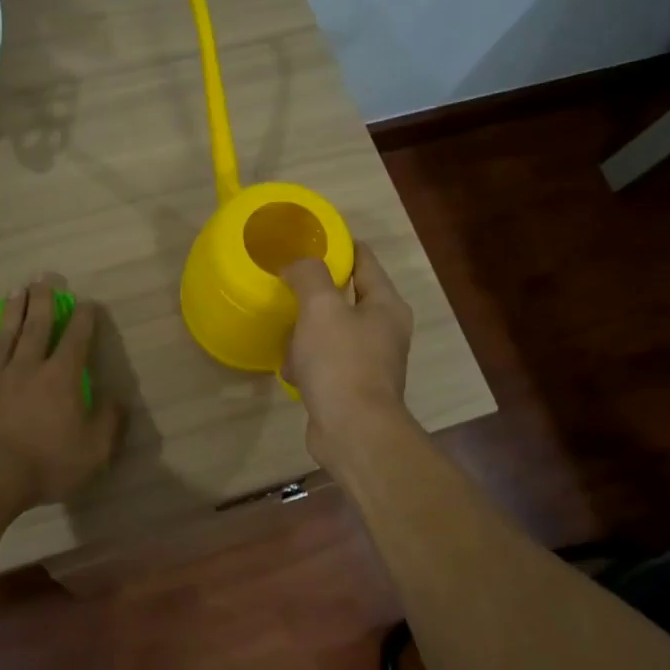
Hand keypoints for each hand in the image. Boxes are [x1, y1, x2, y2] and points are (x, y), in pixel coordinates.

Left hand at [0, 280, 121, 510]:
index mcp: (62, 377)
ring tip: (16, 290)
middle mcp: (29, 367)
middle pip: (37, 326)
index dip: (84, 319)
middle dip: (42, 300)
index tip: (87, 302)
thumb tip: (117, 398)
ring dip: (13, 311)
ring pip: (7, 336)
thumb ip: (109, 421)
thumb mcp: (94, 450)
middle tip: (43, 277)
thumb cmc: (46, 463)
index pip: (76, 338)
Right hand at [281, 245, 414, 470]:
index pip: (365, 260)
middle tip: (286, 281)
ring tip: (283, 326)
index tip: (310, 237)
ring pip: (332, 332)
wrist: (353, 432)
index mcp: (386, 305)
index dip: (340, 244)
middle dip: (316, 291)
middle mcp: (384, 331)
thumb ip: (309, 275)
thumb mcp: (321, 308)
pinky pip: (325, 364)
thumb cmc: (341, 362)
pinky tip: (289, 369)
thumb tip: (296, 264)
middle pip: (347, 297)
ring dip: (307, 331)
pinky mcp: (351, 389)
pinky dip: (307, 363)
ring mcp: (369, 362)